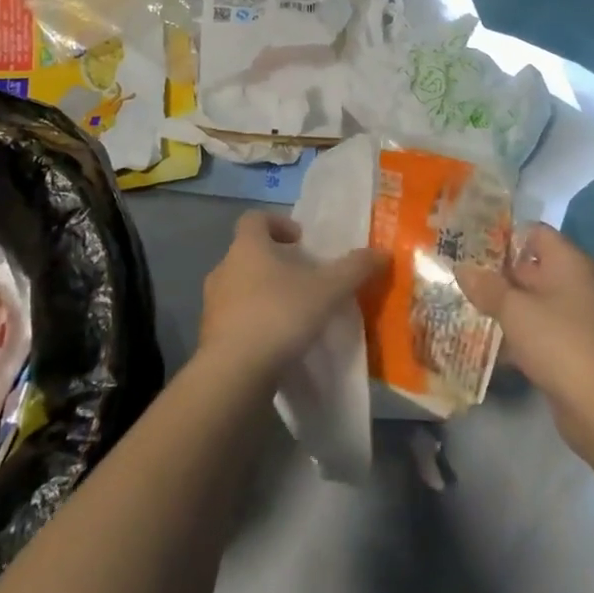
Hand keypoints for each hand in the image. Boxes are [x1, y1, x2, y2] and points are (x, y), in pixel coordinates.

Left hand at [199, 211, 387, 387]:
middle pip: (249, 253)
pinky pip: (235, 320)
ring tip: (294, 313)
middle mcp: (224, 268)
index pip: (255, 218)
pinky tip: (278, 343)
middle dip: (276, 262)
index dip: (279, 223)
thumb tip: (382, 252)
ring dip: (264, 294)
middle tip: (304, 278)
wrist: (233, 374)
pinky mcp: (211, 337)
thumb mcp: (327, 290)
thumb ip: (354, 269)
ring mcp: (213, 304)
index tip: (301, 241)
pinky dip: (255, 324)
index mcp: (247, 247)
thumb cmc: (279, 315)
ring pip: (241, 287)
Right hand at [456, 223, 593, 440]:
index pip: (535, 233)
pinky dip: (518, 333)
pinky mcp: (573, 348)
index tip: (473, 245)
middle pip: (532, 267)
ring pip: (533, 302)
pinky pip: (539, 330)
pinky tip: (489, 342)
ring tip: (468, 305)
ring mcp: (577, 317)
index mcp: (568, 262)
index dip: (504, 236)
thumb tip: (461, 268)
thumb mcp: (513, 309)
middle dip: (498, 274)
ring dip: (506, 306)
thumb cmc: (556, 339)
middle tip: (463, 276)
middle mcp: (576, 283)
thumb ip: (486, 286)